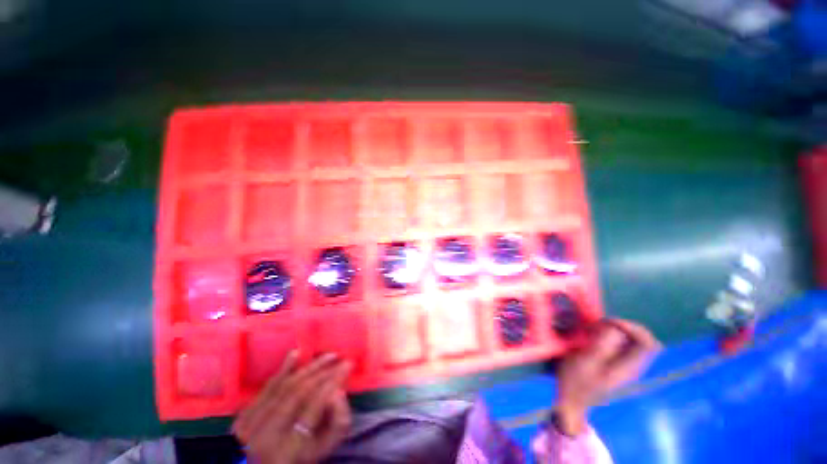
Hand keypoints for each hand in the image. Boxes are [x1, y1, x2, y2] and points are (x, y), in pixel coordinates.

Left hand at [233, 351, 352, 463]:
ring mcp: (251, 423)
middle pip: (298, 393)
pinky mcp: (244, 415)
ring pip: (284, 386)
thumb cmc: (300, 459)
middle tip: (341, 358)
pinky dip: (283, 368)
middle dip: (324, 371)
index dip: (332, 383)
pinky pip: (267, 387)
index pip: (313, 407)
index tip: (348, 365)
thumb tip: (339, 391)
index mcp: (289, 449)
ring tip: (329, 356)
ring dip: (309, 367)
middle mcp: (267, 434)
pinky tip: (296, 353)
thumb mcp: (323, 450)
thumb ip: (337, 423)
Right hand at [555, 319, 660, 434]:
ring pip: (633, 341)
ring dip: (616, 330)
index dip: (632, 327)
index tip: (608, 322)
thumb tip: (616, 329)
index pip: (648, 343)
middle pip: (643, 340)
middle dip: (623, 327)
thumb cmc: (576, 381)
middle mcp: (633, 366)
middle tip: (600, 325)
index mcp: (629, 367)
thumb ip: (603, 345)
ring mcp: (626, 367)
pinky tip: (595, 337)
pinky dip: (612, 336)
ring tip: (595, 329)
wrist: (572, 401)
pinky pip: (623, 345)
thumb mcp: (585, 361)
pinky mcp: (618, 365)